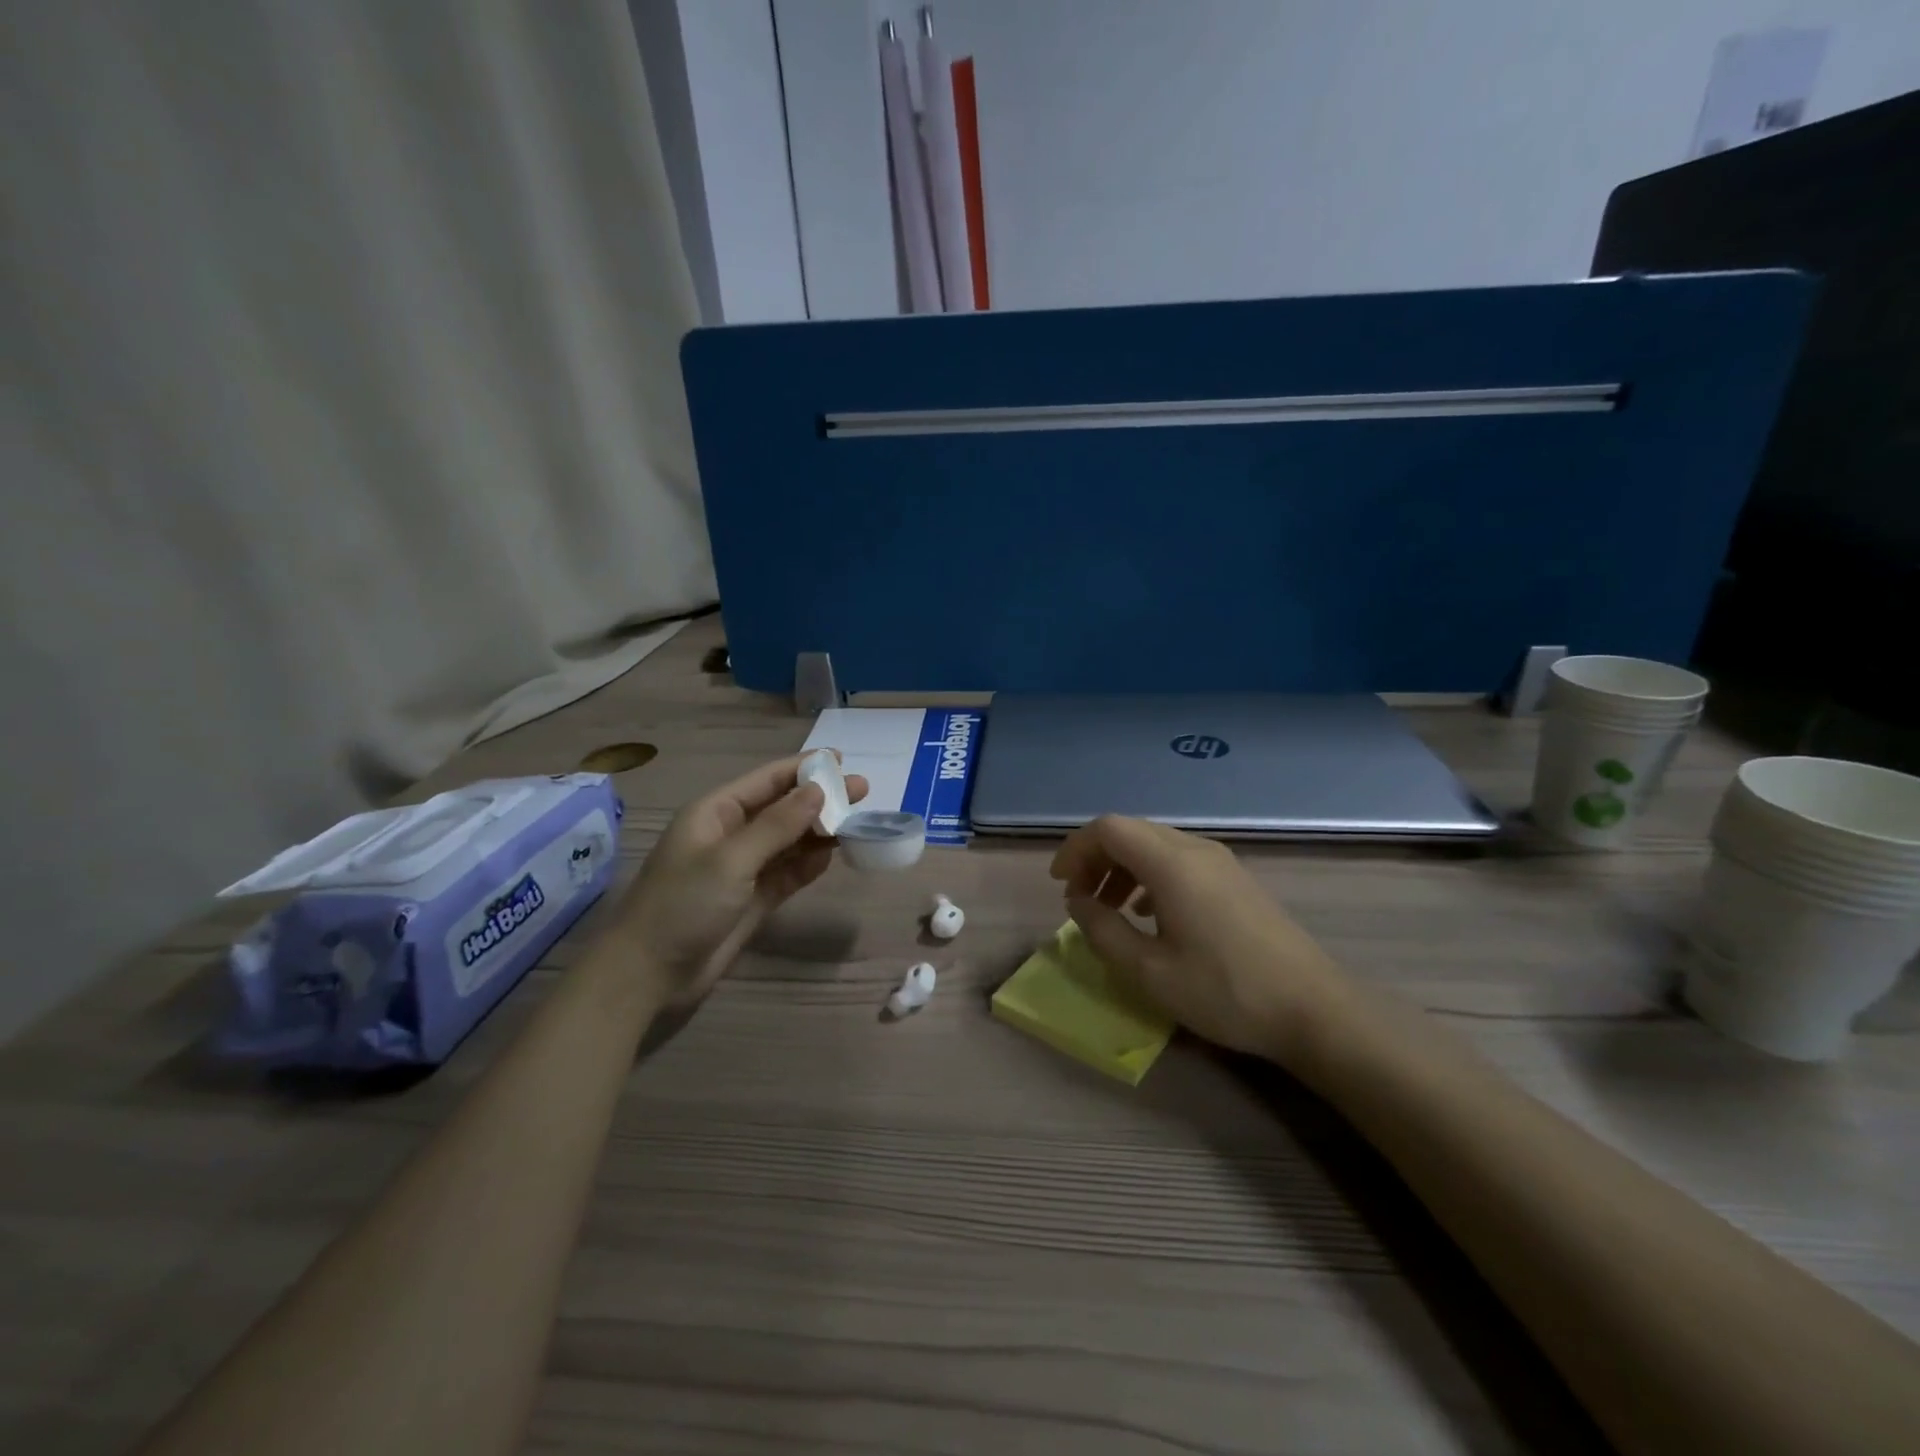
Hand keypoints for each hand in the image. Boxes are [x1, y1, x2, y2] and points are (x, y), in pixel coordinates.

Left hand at [614, 755, 867, 1004]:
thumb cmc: (683, 905)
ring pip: (789, 841)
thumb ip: (777, 825)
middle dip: (820, 799)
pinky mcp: (752, 900)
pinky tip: (832, 857)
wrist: (649, 975)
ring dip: (819, 832)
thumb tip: (818, 790)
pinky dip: (809, 864)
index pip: (767, 780)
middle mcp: (731, 835)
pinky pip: (788, 873)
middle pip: (783, 808)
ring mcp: (743, 869)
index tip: (842, 760)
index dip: (804, 768)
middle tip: (863, 792)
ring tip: (857, 823)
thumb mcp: (731, 860)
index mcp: (716, 813)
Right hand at [1051, 816, 1344, 1063]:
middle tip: (1078, 898)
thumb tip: (1077, 901)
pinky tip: (1149, 913)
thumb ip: (1102, 930)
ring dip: (1122, 868)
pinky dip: (1150, 876)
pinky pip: (1179, 861)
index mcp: (1171, 863)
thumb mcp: (1149, 971)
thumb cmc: (1224, 991)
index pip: (1109, 829)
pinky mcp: (1235, 880)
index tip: (1060, 885)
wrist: (1313, 1010)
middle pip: (1131, 832)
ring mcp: (1220, 862)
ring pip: (1155, 845)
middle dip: (1095, 858)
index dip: (1076, 849)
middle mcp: (1195, 849)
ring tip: (1108, 908)